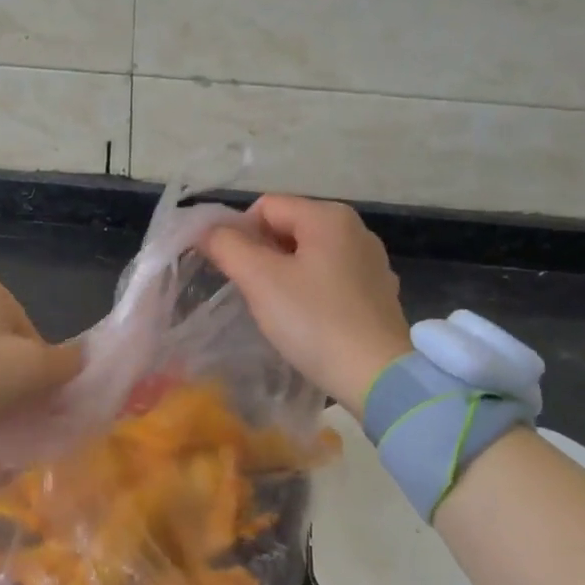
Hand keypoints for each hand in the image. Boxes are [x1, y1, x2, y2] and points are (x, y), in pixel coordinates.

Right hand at [200, 195, 412, 417]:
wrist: (378, 378)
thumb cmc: (314, 321)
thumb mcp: (260, 280)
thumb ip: (227, 246)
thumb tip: (206, 230)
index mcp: (329, 217)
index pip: (266, 207)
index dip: (239, 233)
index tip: (232, 270)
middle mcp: (355, 230)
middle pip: (289, 228)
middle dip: (262, 255)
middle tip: (251, 292)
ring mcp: (371, 262)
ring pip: (309, 255)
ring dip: (284, 275)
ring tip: (276, 310)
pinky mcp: (378, 294)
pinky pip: (330, 279)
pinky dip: (311, 292)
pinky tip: (307, 321)